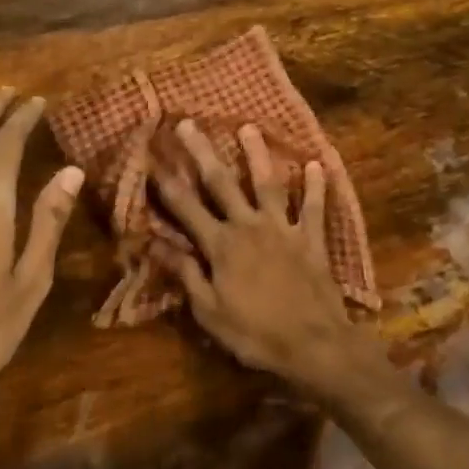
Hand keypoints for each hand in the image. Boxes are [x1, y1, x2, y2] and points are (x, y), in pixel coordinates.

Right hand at [149, 120, 370, 393]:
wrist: (314, 344)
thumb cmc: (255, 333)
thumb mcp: (209, 312)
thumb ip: (185, 274)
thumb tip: (156, 245)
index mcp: (221, 246)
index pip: (185, 208)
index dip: (166, 182)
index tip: (151, 156)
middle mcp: (249, 226)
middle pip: (221, 183)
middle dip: (202, 153)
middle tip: (188, 124)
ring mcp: (283, 229)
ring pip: (267, 183)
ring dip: (257, 154)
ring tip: (248, 126)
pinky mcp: (310, 238)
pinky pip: (313, 207)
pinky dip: (316, 185)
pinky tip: (317, 163)